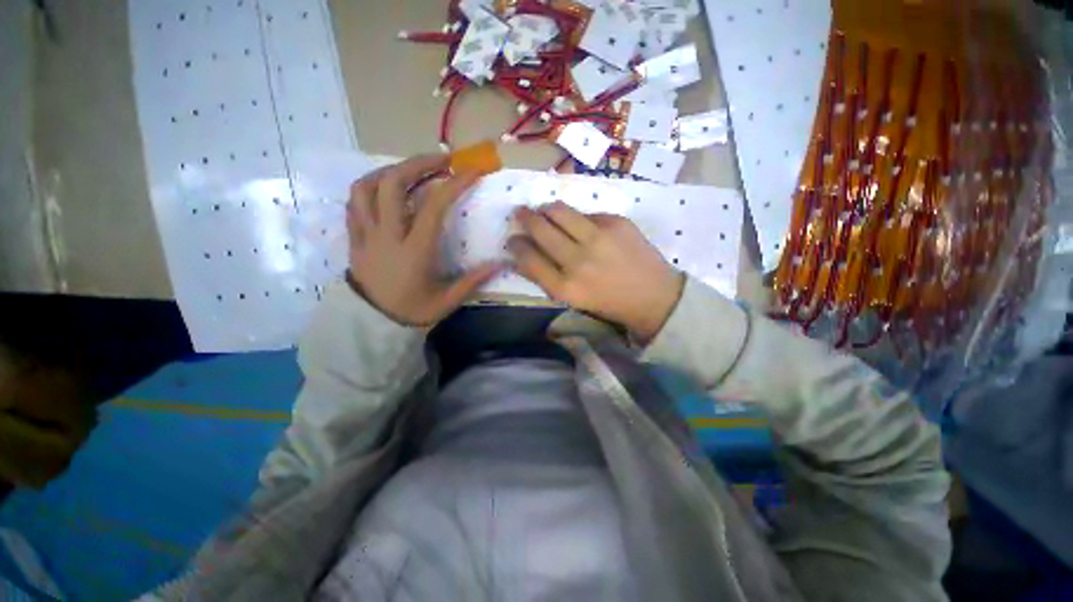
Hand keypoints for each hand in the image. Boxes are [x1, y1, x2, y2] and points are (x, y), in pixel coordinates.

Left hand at [346, 154, 500, 326]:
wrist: (371, 324)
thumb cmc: (411, 311)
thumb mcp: (447, 301)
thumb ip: (473, 280)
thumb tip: (500, 263)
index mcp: (414, 250)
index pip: (433, 206)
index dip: (454, 184)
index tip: (471, 171)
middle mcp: (387, 235)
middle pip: (392, 184)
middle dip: (417, 163)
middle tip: (440, 160)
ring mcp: (365, 234)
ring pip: (365, 187)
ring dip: (389, 170)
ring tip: (410, 170)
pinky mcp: (354, 237)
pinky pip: (354, 202)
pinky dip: (370, 187)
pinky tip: (385, 189)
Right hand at [509, 202, 684, 341]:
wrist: (653, 296)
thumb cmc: (608, 303)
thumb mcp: (571, 300)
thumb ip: (544, 278)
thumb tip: (521, 256)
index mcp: (564, 287)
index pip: (527, 257)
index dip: (515, 245)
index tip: (513, 239)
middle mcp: (577, 261)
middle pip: (539, 228)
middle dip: (524, 218)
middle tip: (521, 213)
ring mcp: (598, 238)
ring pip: (558, 211)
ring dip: (545, 209)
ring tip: (544, 211)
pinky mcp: (616, 223)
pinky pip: (586, 213)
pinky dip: (577, 217)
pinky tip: (580, 224)